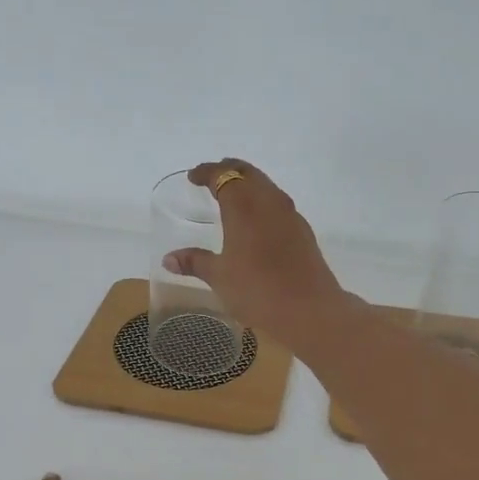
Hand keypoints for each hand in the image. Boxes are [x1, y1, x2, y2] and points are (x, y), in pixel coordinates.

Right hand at [162, 159, 348, 344]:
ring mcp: (290, 215)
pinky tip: (258, 221)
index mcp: (244, 206)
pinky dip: (263, 202)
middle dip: (229, 170)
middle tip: (212, 176)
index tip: (192, 177)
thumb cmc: (257, 290)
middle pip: (249, 173)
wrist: (309, 310)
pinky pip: (279, 205)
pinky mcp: (303, 231)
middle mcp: (269, 202)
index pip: (223, 176)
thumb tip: (169, 259)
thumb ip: (195, 262)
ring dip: (249, 184)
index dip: (206, 173)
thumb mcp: (220, 277)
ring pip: (267, 187)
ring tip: (233, 195)